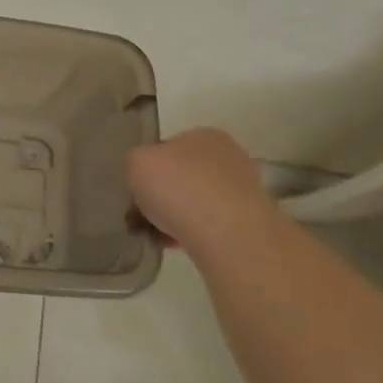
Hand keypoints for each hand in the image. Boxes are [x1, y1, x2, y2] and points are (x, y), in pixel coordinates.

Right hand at [127, 128, 277, 250]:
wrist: (227, 236)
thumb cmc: (179, 188)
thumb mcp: (136, 162)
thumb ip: (135, 162)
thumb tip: (144, 175)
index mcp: (204, 135)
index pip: (167, 148)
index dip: (147, 168)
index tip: (135, 190)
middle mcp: (227, 158)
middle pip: (181, 176)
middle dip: (161, 195)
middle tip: (140, 215)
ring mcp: (241, 191)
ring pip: (194, 202)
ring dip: (173, 217)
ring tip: (154, 235)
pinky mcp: (247, 223)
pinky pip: (207, 226)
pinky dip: (189, 234)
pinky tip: (173, 246)